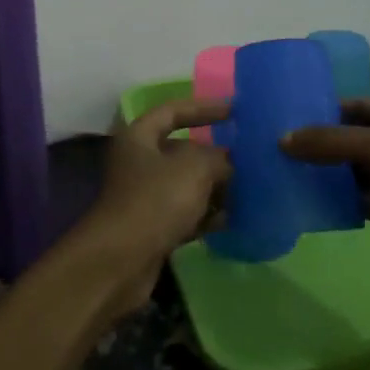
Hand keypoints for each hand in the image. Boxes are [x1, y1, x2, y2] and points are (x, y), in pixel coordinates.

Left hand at [66, 98, 230, 319]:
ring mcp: (144, 197)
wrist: (120, 261)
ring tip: (248, 190)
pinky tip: (231, 220)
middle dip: (214, 155)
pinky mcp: (152, 228)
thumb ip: (217, 158)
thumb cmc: (155, 200)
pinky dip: (206, 216)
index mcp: (139, 137)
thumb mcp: (194, 168)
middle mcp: (138, 162)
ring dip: (214, 188)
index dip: (203, 108)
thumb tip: (228, 163)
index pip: (173, 111)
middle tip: (248, 158)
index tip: (234, 110)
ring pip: (186, 185)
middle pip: (182, 151)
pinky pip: (185, 214)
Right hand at [282, 98, 369, 278]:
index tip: (277, 120)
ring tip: (281, 178)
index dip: (315, 110)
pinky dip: (338, 202)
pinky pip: (359, 200)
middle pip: (345, 138)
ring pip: (350, 171)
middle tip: (270, 152)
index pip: (346, 106)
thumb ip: (331, 142)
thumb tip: (282, 139)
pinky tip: (308, 206)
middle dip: (313, 145)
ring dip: (323, 175)